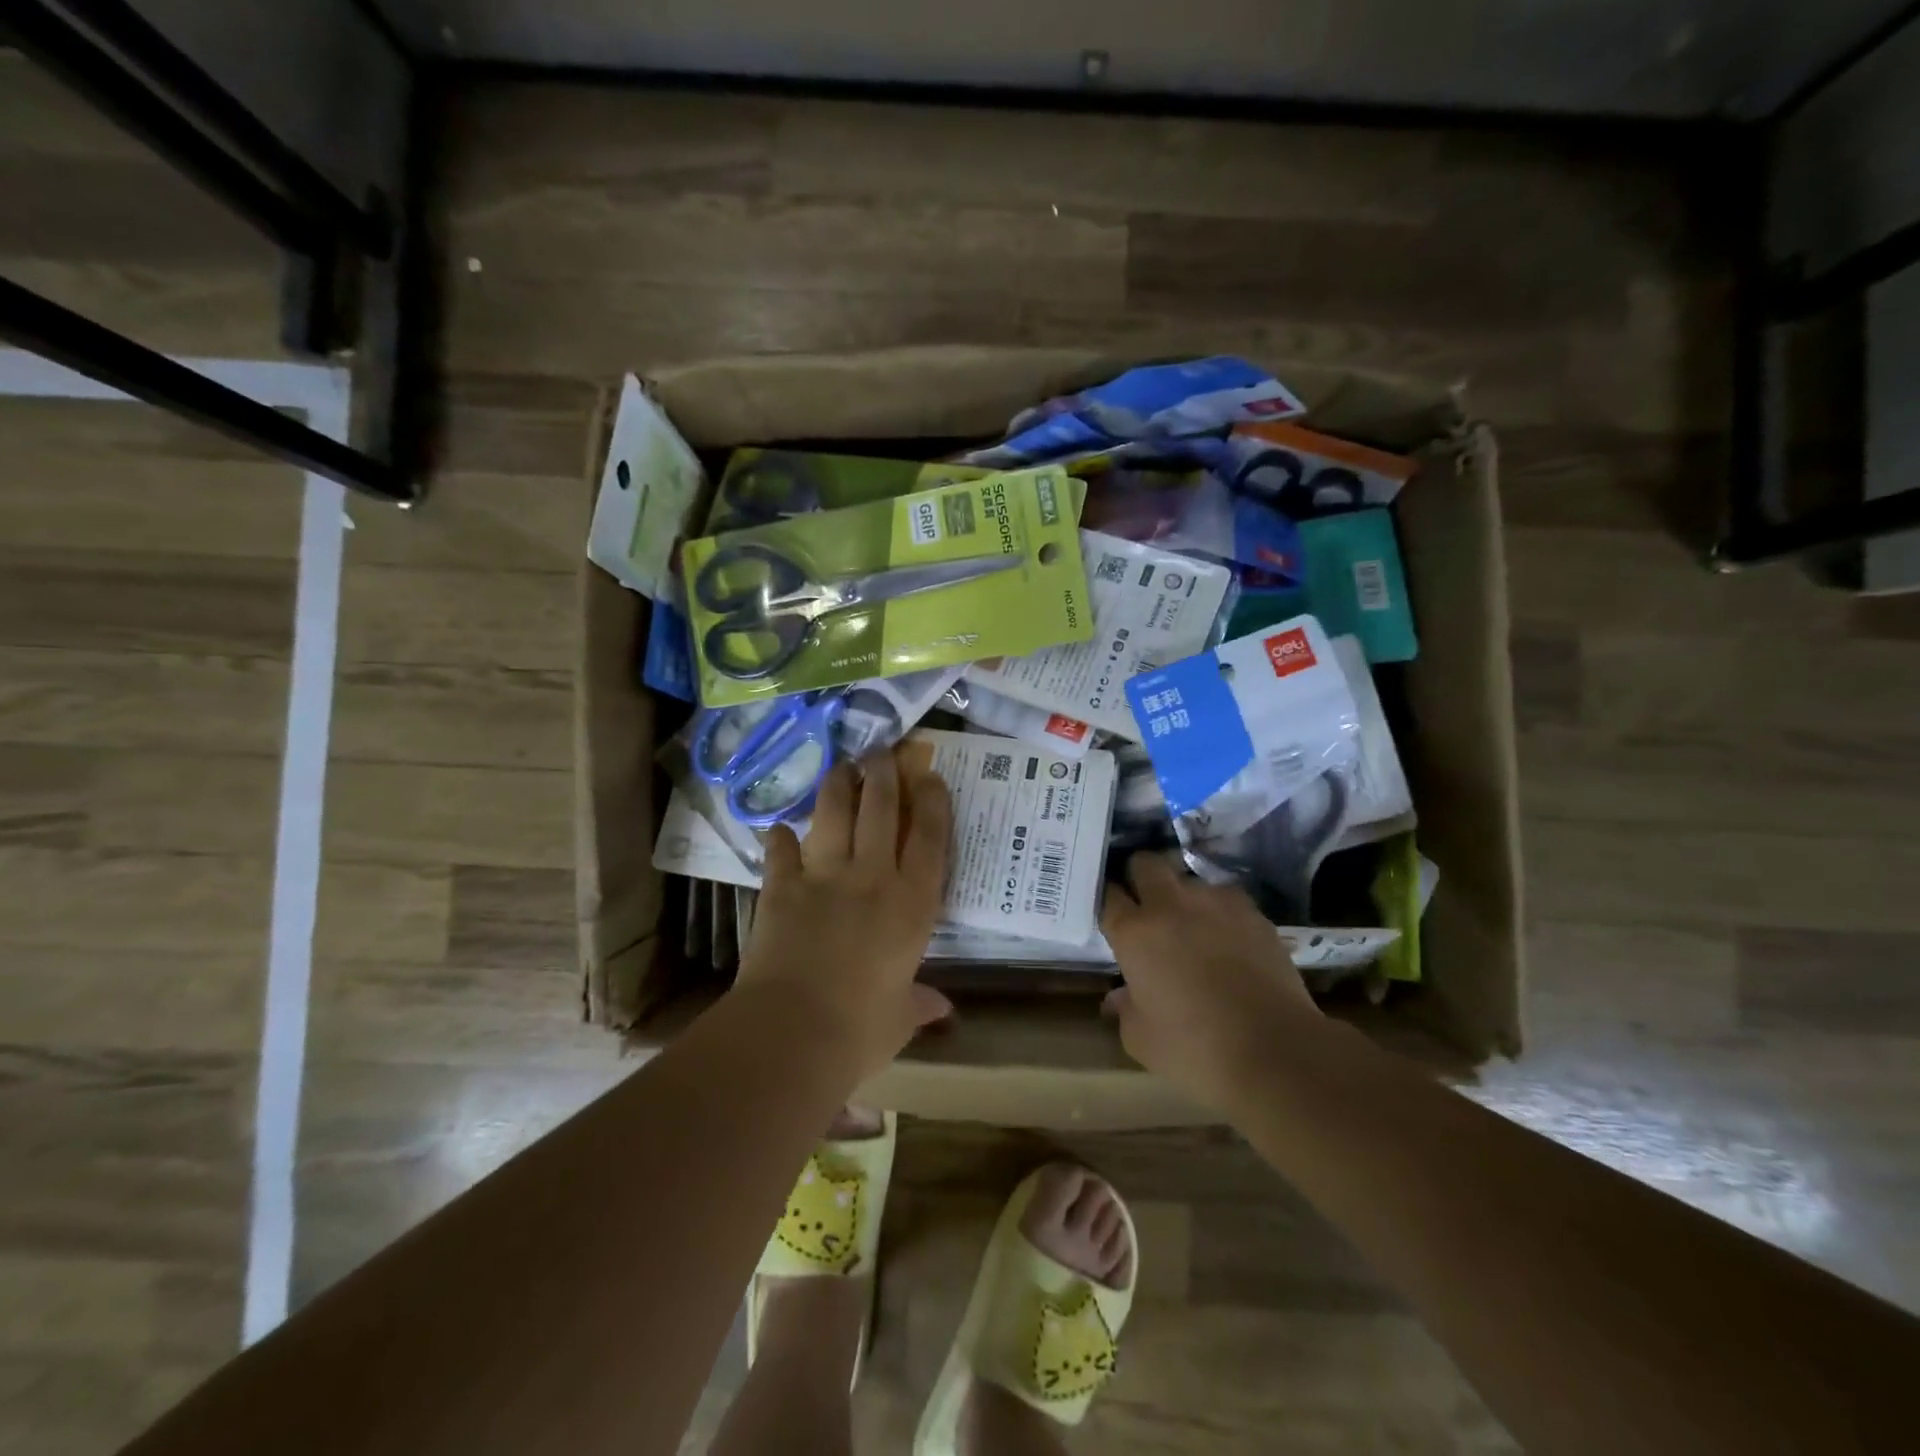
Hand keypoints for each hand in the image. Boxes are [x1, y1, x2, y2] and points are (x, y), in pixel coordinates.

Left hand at [736, 750, 952, 1079]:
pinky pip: (780, 852)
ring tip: (842, 766)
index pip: (929, 840)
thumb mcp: (899, 1019)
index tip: (930, 776)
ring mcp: (824, 878)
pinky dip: (779, 839)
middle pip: (881, 811)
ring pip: (834, 815)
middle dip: (884, 775)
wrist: (792, 1032)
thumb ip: (920, 1005)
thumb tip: (943, 1010)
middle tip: (882, 751)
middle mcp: (872, 879)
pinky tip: (778, 829)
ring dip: (838, 786)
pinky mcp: (782, 888)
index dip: (932, 803)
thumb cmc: (860, 1030)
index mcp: (911, 905)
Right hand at [1101, 852, 1324, 1112]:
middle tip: (1146, 903)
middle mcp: (1170, 905)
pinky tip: (1229, 939)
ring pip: (1190, 880)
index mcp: (1134, 933)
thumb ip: (1125, 1009)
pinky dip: (1221, 913)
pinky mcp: (1253, 913)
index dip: (1108, 902)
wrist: (1275, 1051)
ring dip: (1185, 896)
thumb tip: (1120, 996)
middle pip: (1146, 863)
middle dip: (1140, 875)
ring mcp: (1215, 903)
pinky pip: (1227, 900)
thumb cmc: (1195, 1049)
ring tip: (1193, 925)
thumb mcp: (1142, 1040)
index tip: (1112, 915)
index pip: (1109, 896)